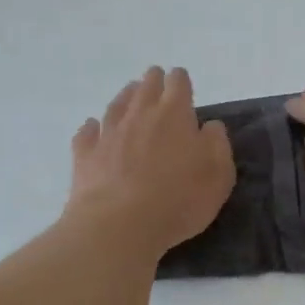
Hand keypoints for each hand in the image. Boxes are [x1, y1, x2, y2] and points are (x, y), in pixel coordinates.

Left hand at [69, 67, 233, 254]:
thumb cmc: (178, 199)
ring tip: (130, 95)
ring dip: (125, 98)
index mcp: (174, 114)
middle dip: (153, 81)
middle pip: (145, 86)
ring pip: (116, 104)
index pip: (178, 83)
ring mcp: (108, 133)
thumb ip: (217, 144)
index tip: (182, 82)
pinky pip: (87, 133)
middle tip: (156, 83)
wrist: (119, 224)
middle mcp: (139, 114)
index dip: (180, 80)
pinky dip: (92, 128)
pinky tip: (93, 128)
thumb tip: (210, 126)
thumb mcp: (218, 174)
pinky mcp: (85, 155)